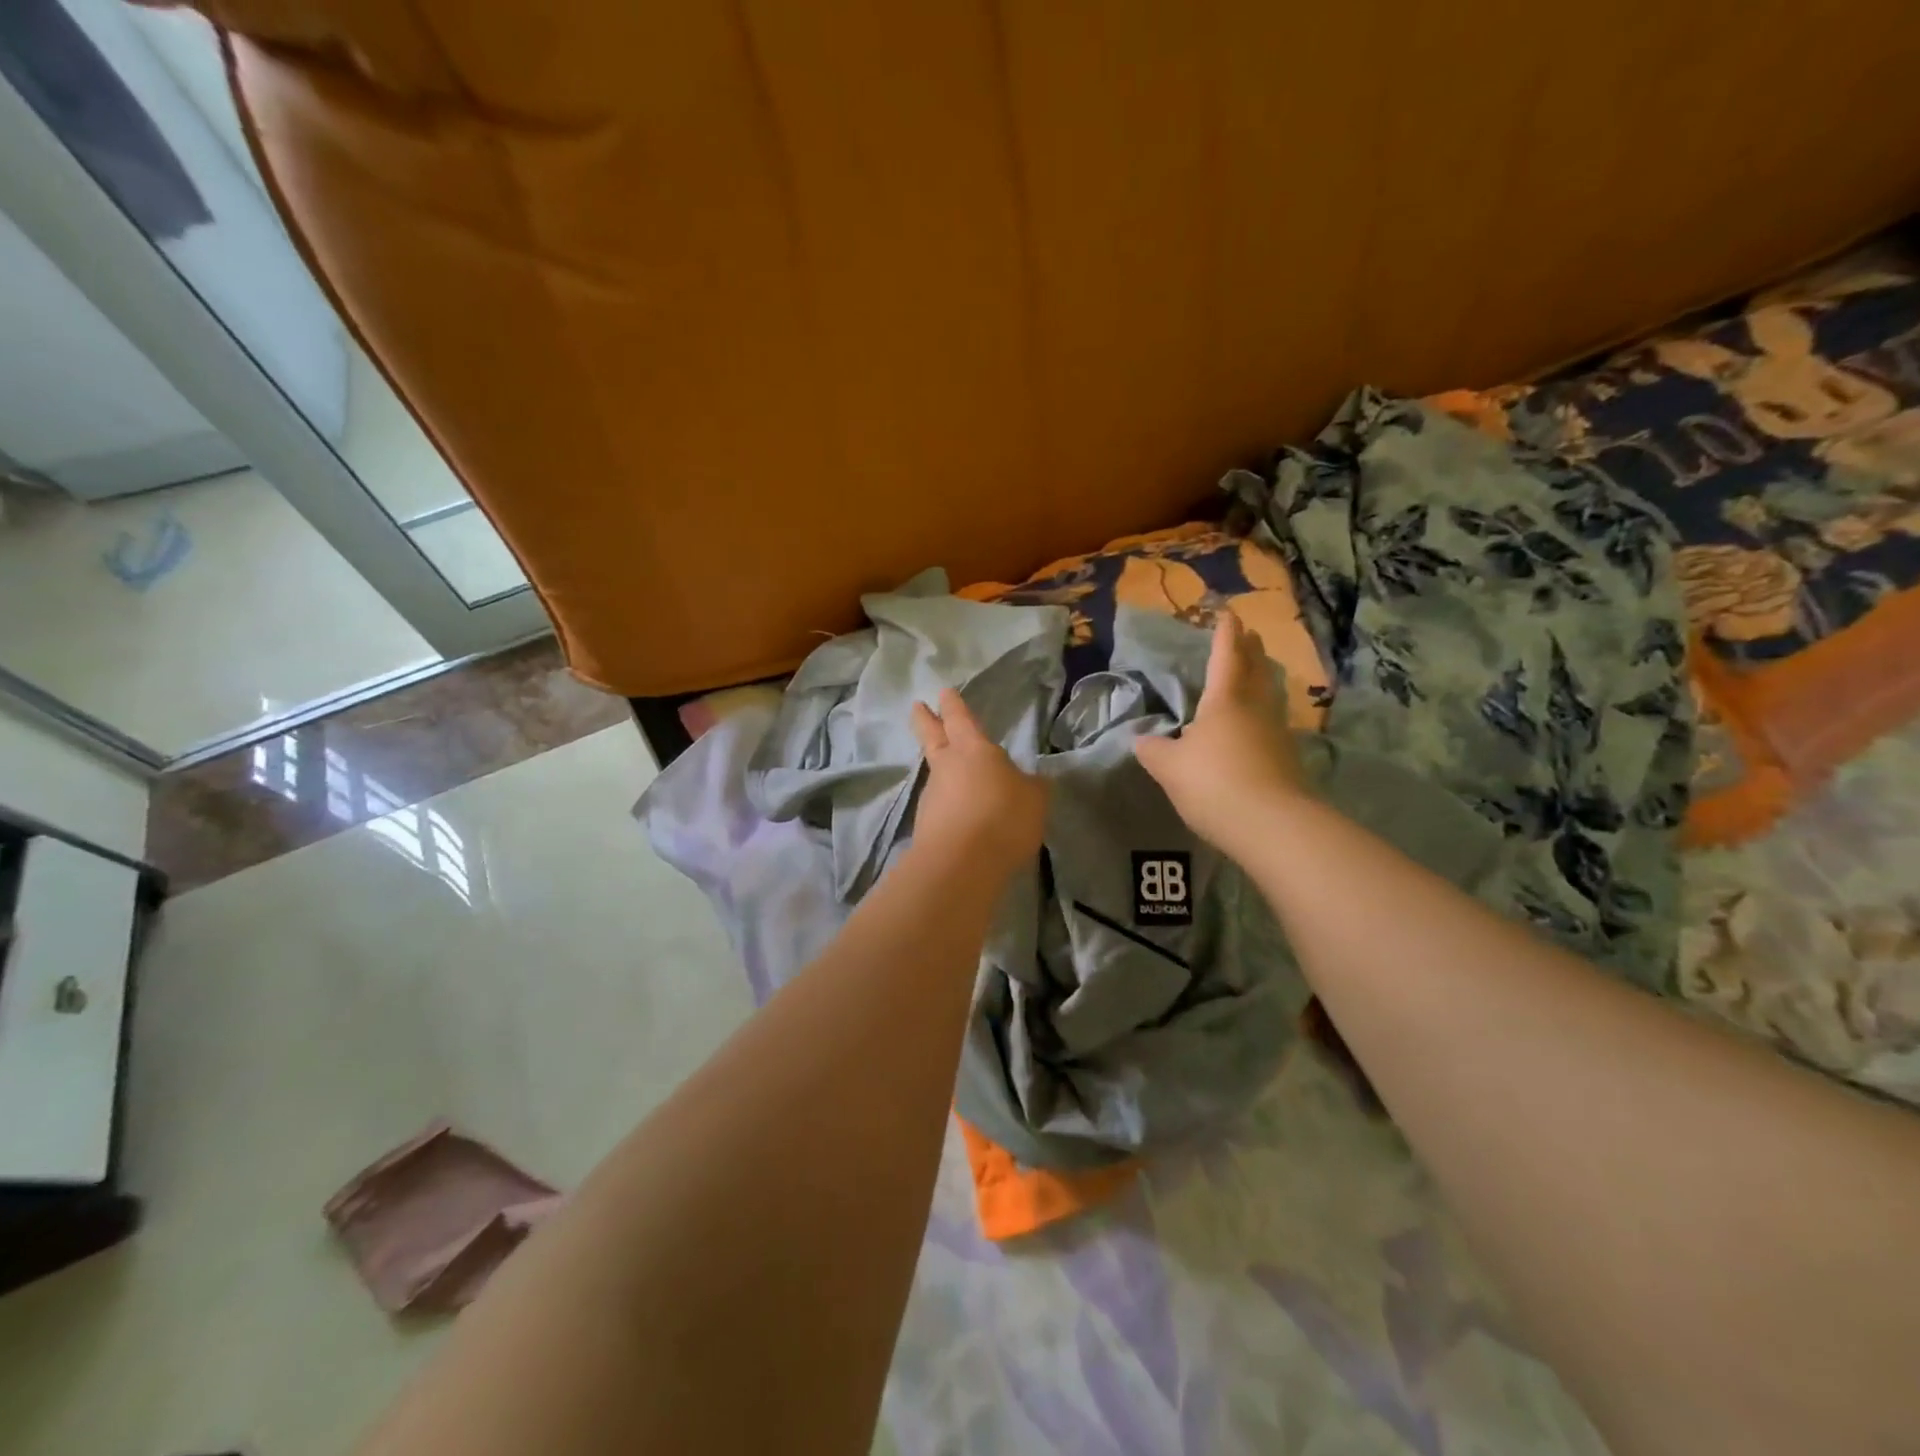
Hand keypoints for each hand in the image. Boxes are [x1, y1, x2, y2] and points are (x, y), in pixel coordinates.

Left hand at [909, 688, 1048, 867]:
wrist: (961, 863)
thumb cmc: (1003, 817)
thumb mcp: (1034, 799)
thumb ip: (1031, 787)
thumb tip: (1028, 782)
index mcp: (974, 750)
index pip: (960, 719)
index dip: (953, 705)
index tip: (943, 692)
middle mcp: (947, 767)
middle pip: (932, 736)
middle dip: (926, 720)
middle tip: (916, 706)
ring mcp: (932, 796)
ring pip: (935, 773)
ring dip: (941, 769)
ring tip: (954, 774)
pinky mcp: (927, 825)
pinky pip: (940, 806)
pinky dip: (948, 804)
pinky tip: (961, 814)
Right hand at [1134, 613, 1308, 857]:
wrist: (1272, 825)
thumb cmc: (1214, 784)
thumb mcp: (1169, 768)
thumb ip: (1153, 750)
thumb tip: (1141, 740)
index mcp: (1224, 701)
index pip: (1225, 657)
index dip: (1225, 634)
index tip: (1227, 614)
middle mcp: (1255, 708)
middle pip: (1256, 669)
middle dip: (1251, 650)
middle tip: (1250, 634)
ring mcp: (1277, 733)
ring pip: (1270, 695)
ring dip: (1263, 678)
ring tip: (1258, 671)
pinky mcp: (1288, 759)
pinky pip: (1273, 722)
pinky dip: (1264, 712)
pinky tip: (1257, 724)